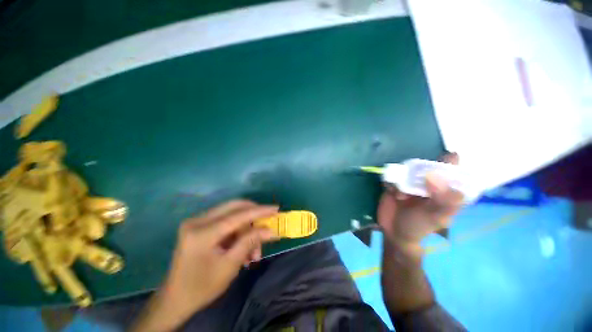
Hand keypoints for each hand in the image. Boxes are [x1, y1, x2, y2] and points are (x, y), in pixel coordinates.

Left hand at [161, 200, 278, 314]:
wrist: (176, 299)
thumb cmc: (202, 287)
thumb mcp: (230, 265)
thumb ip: (250, 242)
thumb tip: (271, 230)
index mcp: (202, 233)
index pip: (237, 215)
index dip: (259, 211)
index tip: (276, 209)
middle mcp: (197, 221)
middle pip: (234, 206)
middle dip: (254, 213)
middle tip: (268, 220)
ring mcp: (197, 221)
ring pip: (231, 213)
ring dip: (247, 227)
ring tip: (255, 251)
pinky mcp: (200, 225)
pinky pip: (226, 220)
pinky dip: (238, 231)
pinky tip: (244, 247)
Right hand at [377, 153, 463, 250]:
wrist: (393, 231)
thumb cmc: (419, 227)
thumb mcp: (435, 217)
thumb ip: (442, 200)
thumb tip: (434, 175)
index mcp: (446, 190)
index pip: (454, 169)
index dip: (450, 161)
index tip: (443, 161)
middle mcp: (429, 183)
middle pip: (427, 165)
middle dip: (419, 171)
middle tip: (414, 187)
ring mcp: (411, 182)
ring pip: (408, 168)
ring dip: (403, 178)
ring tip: (401, 195)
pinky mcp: (395, 182)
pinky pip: (393, 174)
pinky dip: (391, 181)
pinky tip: (392, 193)